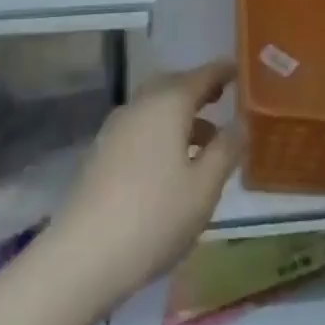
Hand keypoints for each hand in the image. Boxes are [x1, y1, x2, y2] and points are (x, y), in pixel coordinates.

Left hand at [40, 61, 243, 315]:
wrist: (84, 255)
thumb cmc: (155, 216)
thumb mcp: (204, 187)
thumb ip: (226, 150)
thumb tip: (241, 122)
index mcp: (169, 103)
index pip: (202, 75)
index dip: (223, 71)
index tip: (239, 69)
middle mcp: (141, 104)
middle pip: (174, 86)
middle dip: (198, 90)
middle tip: (220, 99)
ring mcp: (117, 127)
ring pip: (155, 108)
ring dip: (180, 116)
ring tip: (204, 142)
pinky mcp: (102, 152)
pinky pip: (140, 127)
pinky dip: (161, 132)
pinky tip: (171, 164)